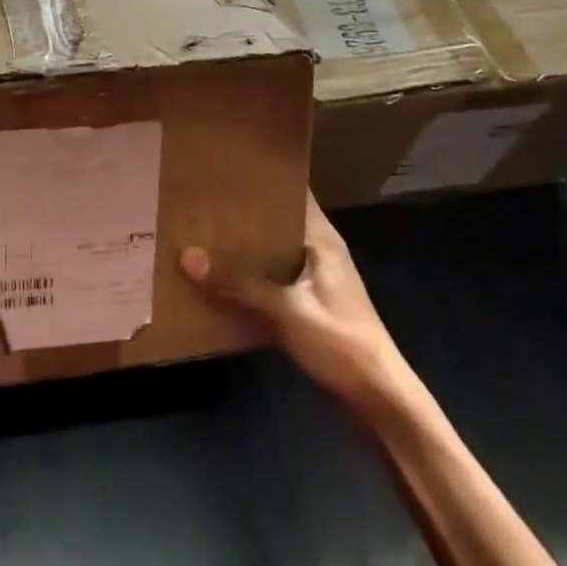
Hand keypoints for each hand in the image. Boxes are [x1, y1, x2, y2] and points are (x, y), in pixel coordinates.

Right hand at [181, 195, 415, 410]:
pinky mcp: (308, 304)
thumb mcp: (287, 310)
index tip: (226, 165)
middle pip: (277, 220)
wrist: (380, 400)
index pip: (292, 191)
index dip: (263, 177)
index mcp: (321, 238)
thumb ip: (239, 284)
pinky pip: (272, 278)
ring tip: (201, 231)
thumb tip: (186, 256)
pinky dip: (249, 275)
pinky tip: (219, 277)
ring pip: (272, 251)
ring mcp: (314, 278)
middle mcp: (317, 250)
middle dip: (243, 212)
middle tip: (201, 198)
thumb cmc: (341, 341)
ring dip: (244, 246)